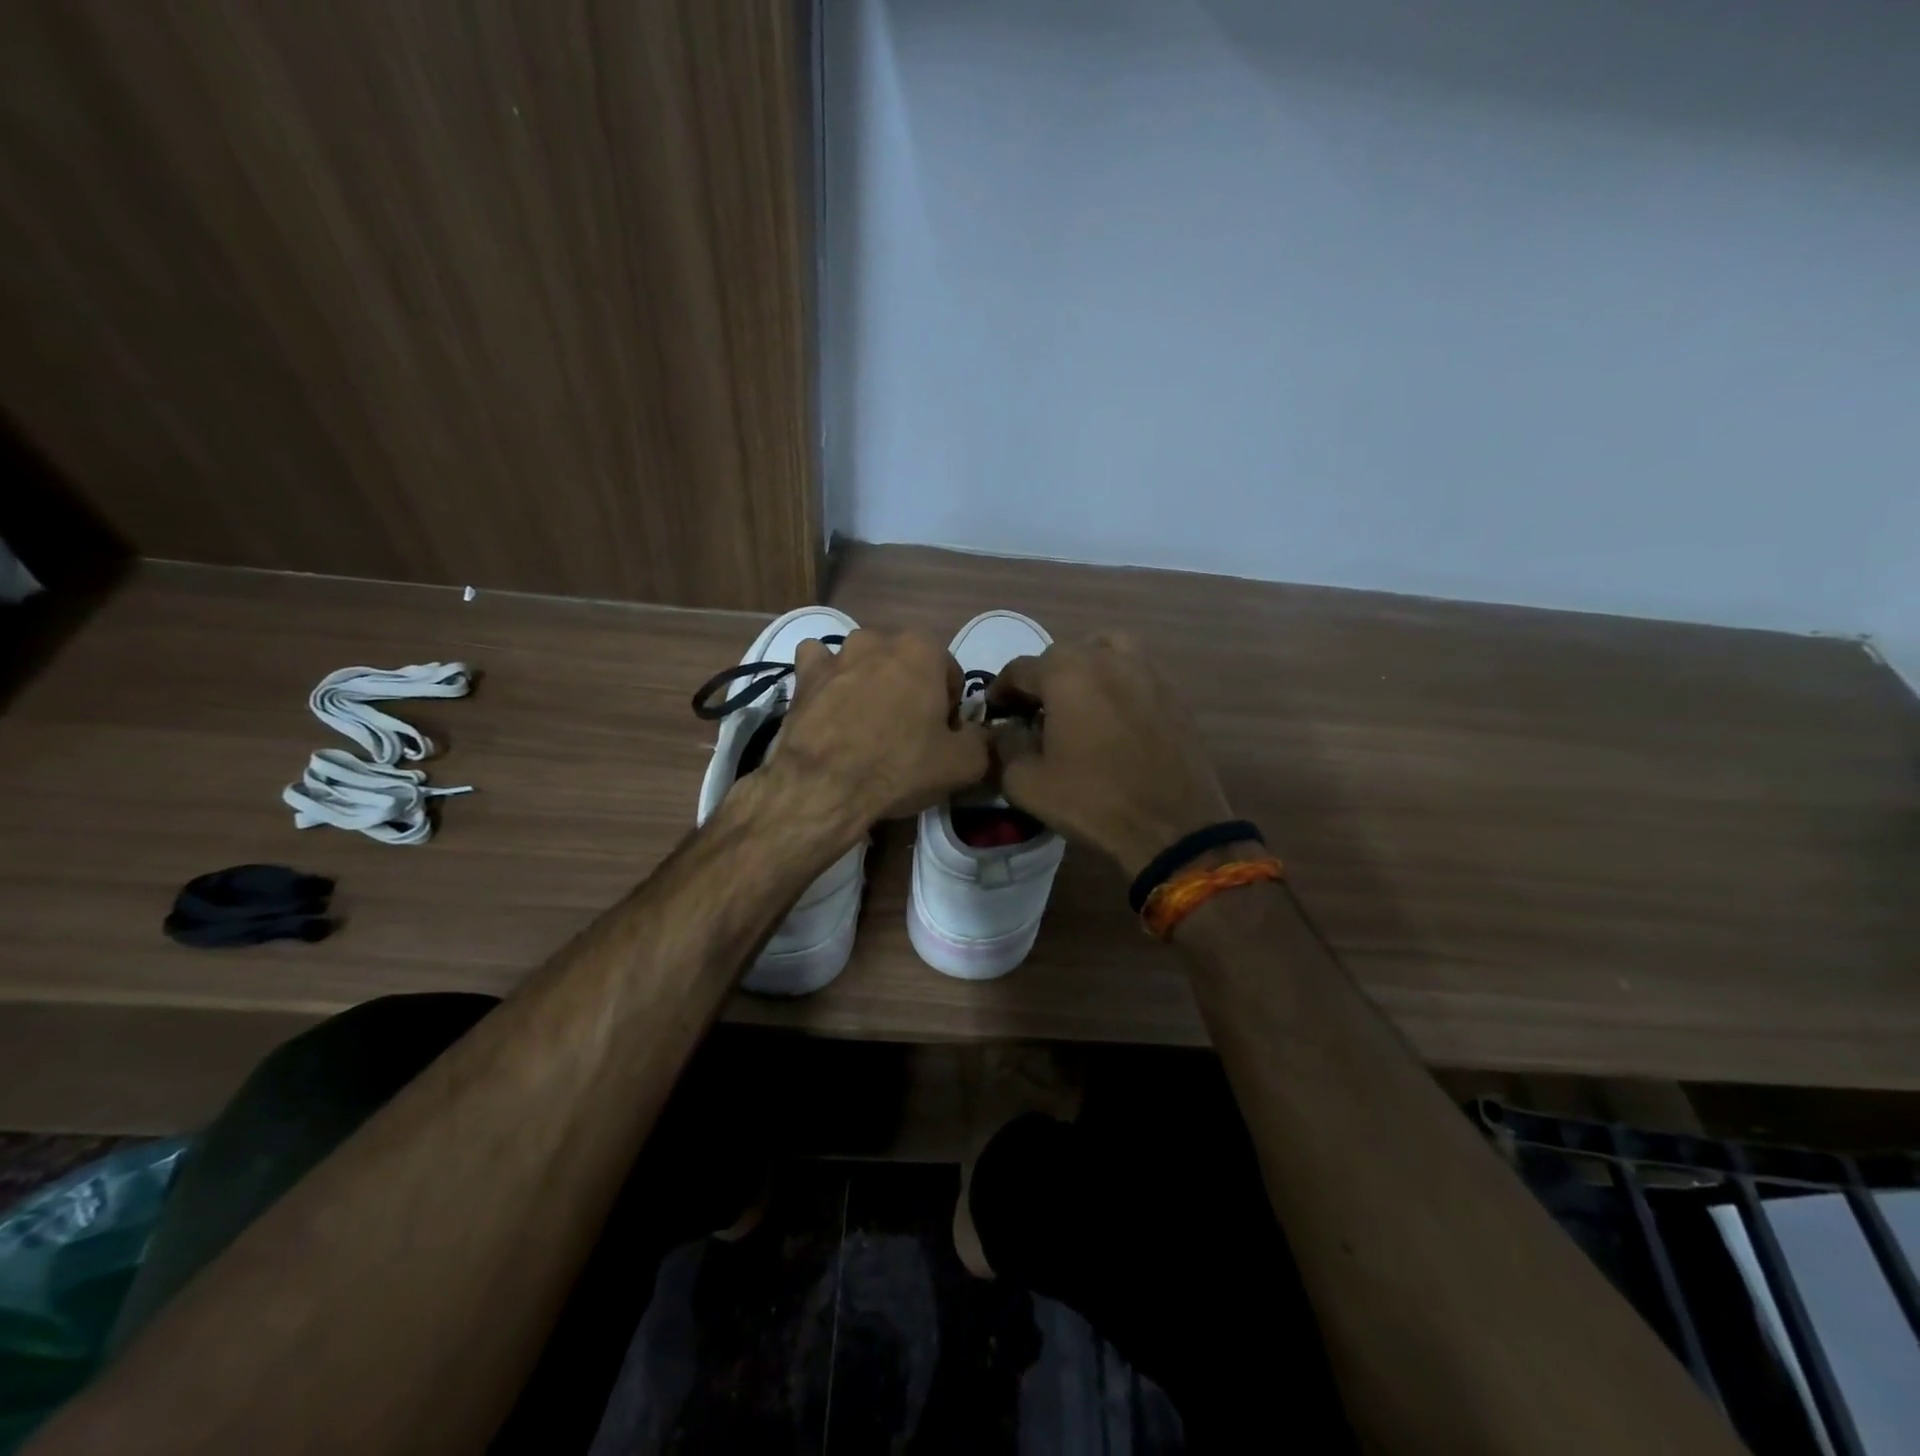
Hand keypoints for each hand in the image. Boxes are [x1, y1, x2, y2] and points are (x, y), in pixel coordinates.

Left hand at [768, 628, 988, 824]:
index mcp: (923, 650)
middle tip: (905, 734)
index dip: (949, 709)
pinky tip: (828, 704)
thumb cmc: (899, 766)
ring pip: (863, 661)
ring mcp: (837, 653)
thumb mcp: (964, 764)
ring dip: (869, 682)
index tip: (940, 738)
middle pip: (906, 665)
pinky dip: (826, 678)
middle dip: (910, 691)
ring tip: (865, 724)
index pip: (950, 675)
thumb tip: (978, 734)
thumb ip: (982, 740)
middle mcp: (879, 639)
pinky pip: (819, 665)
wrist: (824, 786)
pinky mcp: (804, 674)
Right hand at [988, 634, 1233, 877]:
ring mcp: (1146, 671)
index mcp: (1066, 672)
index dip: (1000, 692)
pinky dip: (1116, 683)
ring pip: (1104, 652)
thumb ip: (1004, 745)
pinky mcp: (1173, 692)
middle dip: (1041, 681)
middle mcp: (1106, 657)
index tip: (995, 714)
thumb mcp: (1025, 782)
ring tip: (1077, 702)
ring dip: (1083, 670)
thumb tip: (1004, 729)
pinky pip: (1134, 672)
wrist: (1173, 827)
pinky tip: (1112, 717)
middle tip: (1033, 714)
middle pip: (1061, 656)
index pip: (1019, 670)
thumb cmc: (1092, 802)